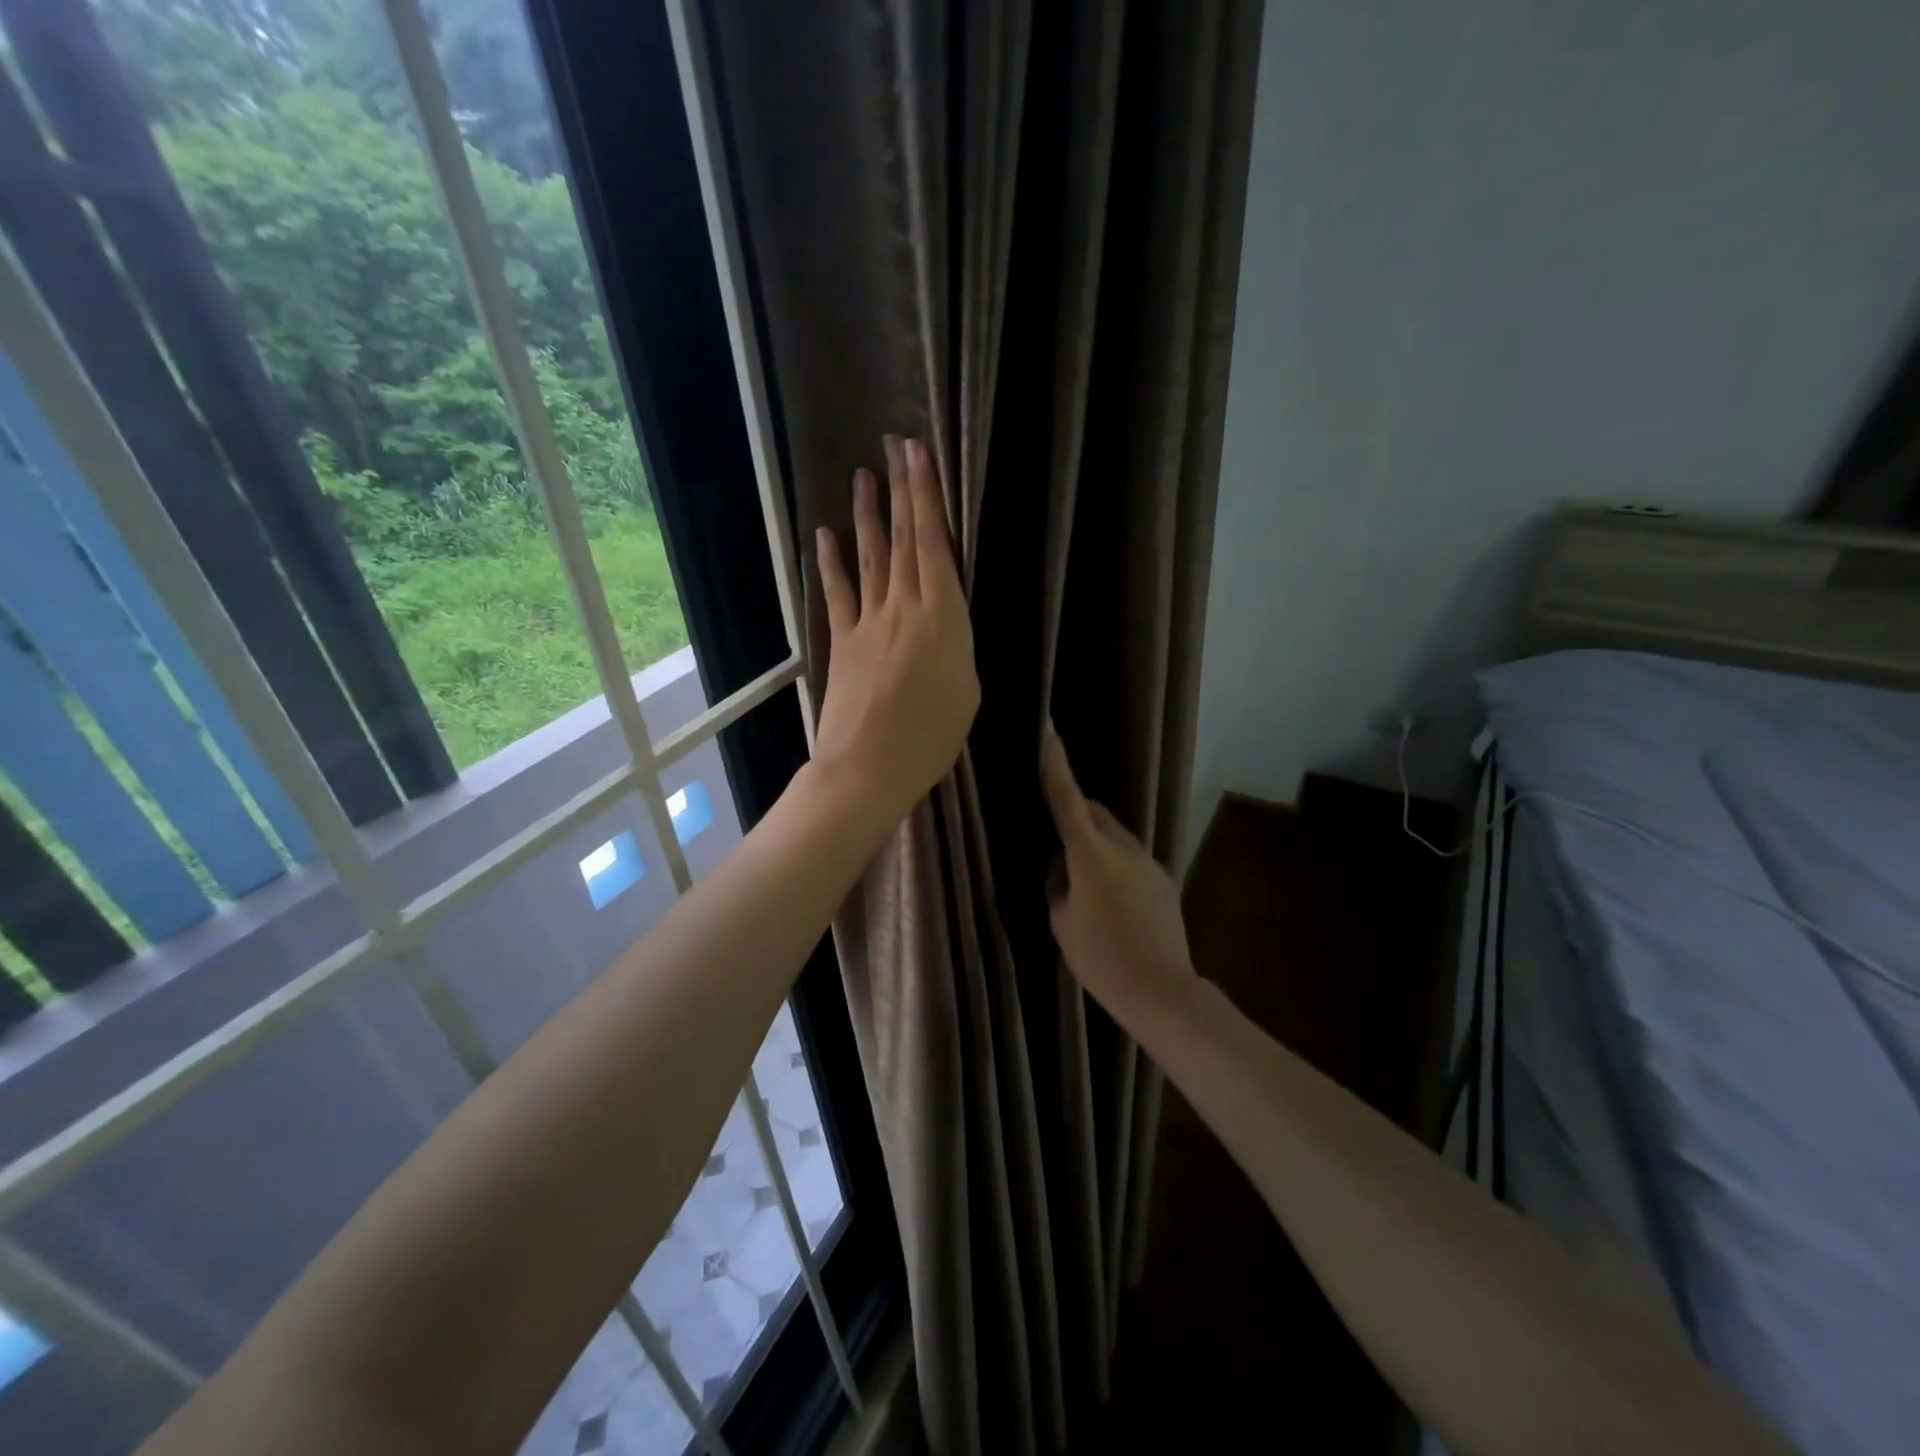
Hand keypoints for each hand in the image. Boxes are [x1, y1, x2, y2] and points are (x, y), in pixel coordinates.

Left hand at [812, 435, 978, 826]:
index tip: (920, 456)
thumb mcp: (968, 690)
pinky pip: (837, 593)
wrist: (868, 767)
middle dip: (902, 489)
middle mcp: (904, 606)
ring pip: (871, 556)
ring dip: (868, 514)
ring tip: (863, 476)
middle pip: (904, 539)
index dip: (927, 496)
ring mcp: (868, 621)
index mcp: (943, 617)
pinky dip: (831, 562)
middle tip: (896, 445)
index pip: (935, 544)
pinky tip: (825, 535)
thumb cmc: (931, 737)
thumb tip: (947, 623)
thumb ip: (957, 645)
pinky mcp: (842, 641)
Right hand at [1040, 729, 1196, 1022]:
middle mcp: (1123, 848)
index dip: (1056, 766)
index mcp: (1090, 855)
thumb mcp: (1062, 921)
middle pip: (1094, 813)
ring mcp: (1149, 861)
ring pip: (1115, 835)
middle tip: (1057, 839)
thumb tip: (1062, 867)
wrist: (1161, 990)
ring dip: (1095, 842)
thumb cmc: (1101, 958)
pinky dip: (1115, 863)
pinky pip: (1131, 857)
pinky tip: (1112, 900)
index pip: (1067, 800)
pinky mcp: (1164, 878)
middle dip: (1075, 814)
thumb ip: (1058, 884)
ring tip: (1084, 879)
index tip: (1049, 733)